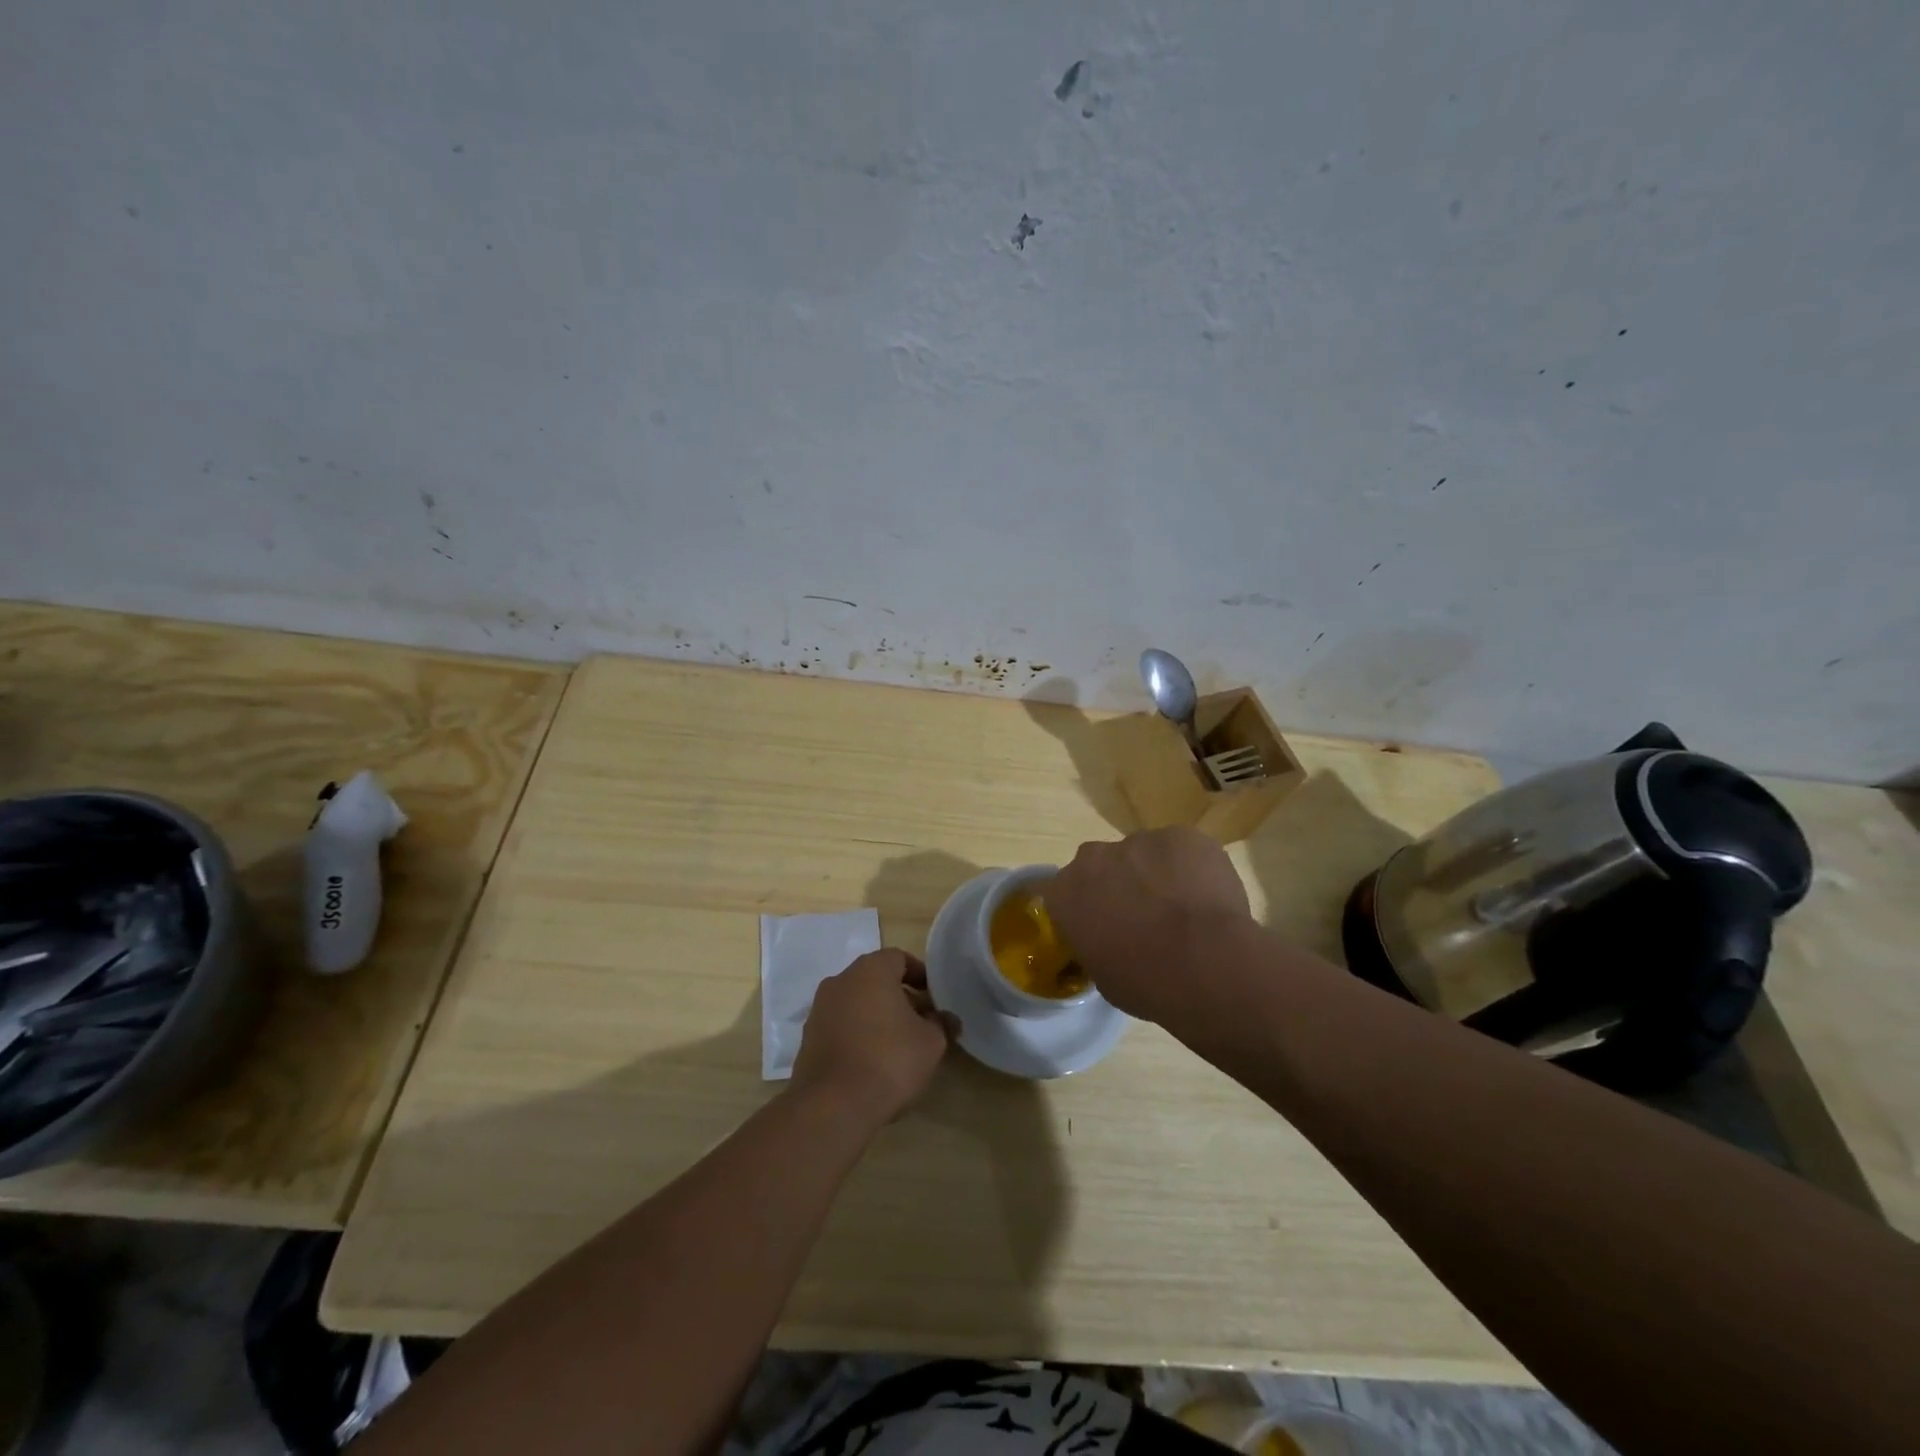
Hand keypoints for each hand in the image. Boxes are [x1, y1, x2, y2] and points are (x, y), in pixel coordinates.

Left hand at [790, 949, 956, 1126]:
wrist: (833, 1105)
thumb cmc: (889, 1060)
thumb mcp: (930, 1042)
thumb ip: (940, 1024)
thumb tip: (946, 1019)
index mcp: (871, 970)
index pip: (898, 958)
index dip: (919, 974)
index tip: (933, 996)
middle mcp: (840, 980)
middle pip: (875, 979)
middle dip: (898, 996)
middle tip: (919, 1020)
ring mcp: (819, 1009)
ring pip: (855, 1001)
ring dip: (876, 1015)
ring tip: (897, 1043)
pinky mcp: (808, 1038)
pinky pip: (840, 1025)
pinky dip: (857, 1033)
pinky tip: (871, 1060)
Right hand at [1046, 827, 1253, 1024]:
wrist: (1205, 962)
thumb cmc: (1146, 982)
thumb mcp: (1104, 976)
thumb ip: (1096, 944)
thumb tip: (1108, 941)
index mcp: (1066, 892)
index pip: (1064, 893)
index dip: (1087, 907)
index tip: (1104, 926)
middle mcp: (1094, 857)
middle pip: (1102, 864)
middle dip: (1119, 882)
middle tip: (1145, 915)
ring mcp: (1139, 841)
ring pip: (1144, 854)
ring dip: (1157, 875)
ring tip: (1184, 909)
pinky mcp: (1180, 835)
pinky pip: (1181, 849)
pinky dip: (1191, 867)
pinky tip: (1207, 897)